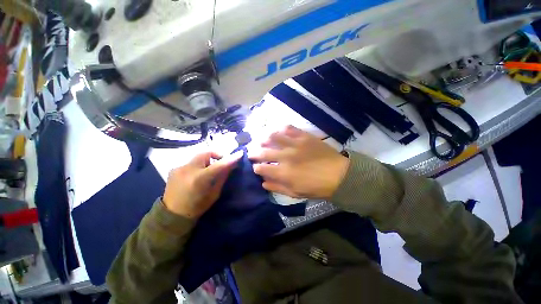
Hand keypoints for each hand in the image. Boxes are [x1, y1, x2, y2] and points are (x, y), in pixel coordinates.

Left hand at [163, 151, 241, 217]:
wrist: (172, 215)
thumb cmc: (197, 207)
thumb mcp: (214, 193)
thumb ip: (222, 177)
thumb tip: (231, 165)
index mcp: (199, 179)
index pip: (219, 164)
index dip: (231, 158)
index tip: (240, 153)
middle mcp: (188, 170)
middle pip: (206, 153)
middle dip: (216, 155)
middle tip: (221, 162)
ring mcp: (179, 168)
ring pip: (198, 158)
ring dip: (207, 161)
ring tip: (208, 171)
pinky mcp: (174, 169)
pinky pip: (191, 163)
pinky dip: (198, 166)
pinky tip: (197, 175)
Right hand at [249, 126, 348, 199]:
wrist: (338, 174)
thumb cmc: (316, 187)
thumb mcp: (295, 193)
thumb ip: (277, 187)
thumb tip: (263, 182)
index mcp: (283, 173)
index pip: (261, 168)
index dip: (256, 168)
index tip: (256, 167)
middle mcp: (285, 157)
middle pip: (263, 152)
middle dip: (254, 153)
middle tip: (252, 152)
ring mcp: (294, 144)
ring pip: (273, 137)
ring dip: (264, 139)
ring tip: (261, 140)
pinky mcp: (304, 136)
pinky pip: (289, 128)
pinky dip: (281, 129)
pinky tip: (278, 131)